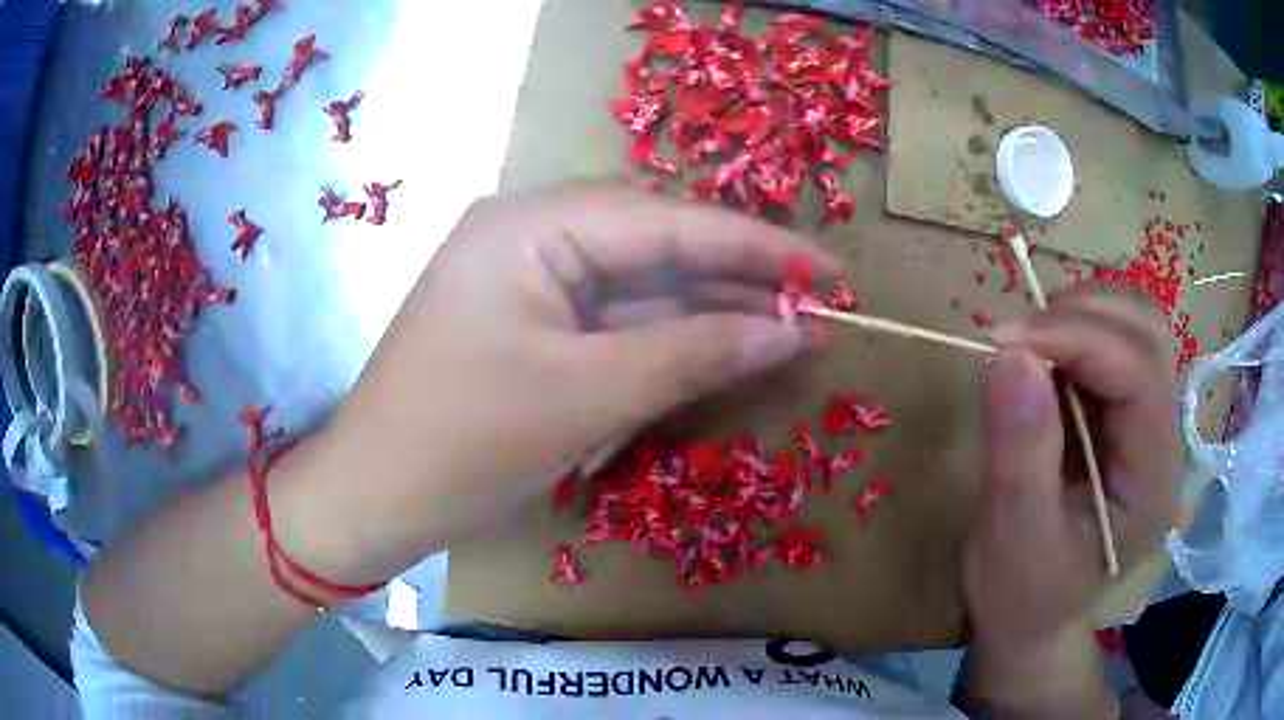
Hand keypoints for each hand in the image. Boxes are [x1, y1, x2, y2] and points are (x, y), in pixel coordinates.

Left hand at [313, 183, 838, 582]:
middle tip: (816, 309)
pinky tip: (721, 352)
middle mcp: (529, 235)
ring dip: (709, 315)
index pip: (666, 222)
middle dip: (737, 281)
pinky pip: (612, 323)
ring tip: (788, 332)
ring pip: (639, 289)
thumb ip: (696, 353)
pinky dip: (666, 342)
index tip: (829, 271)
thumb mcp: (588, 397)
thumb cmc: (464, 444)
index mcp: (529, 225)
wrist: (376, 498)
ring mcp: (528, 281)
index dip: (757, 247)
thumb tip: (792, 330)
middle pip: (656, 248)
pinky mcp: (530, 325)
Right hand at [959, 284, 1181, 715]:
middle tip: (1013, 341)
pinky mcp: (1127, 410)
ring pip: (1133, 322)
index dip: (1078, 338)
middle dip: (1080, 314)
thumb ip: (1020, 455)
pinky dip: (1072, 330)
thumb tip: (1010, 355)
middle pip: (1147, 331)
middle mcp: (1166, 439)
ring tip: (1026, 348)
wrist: (1033, 618)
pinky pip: (1111, 339)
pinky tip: (1041, 362)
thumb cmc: (1023, 597)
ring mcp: (1149, 419)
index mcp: (1153, 482)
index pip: (1140, 374)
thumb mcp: (1013, 542)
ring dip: (1077, 314)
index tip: (1003, 341)